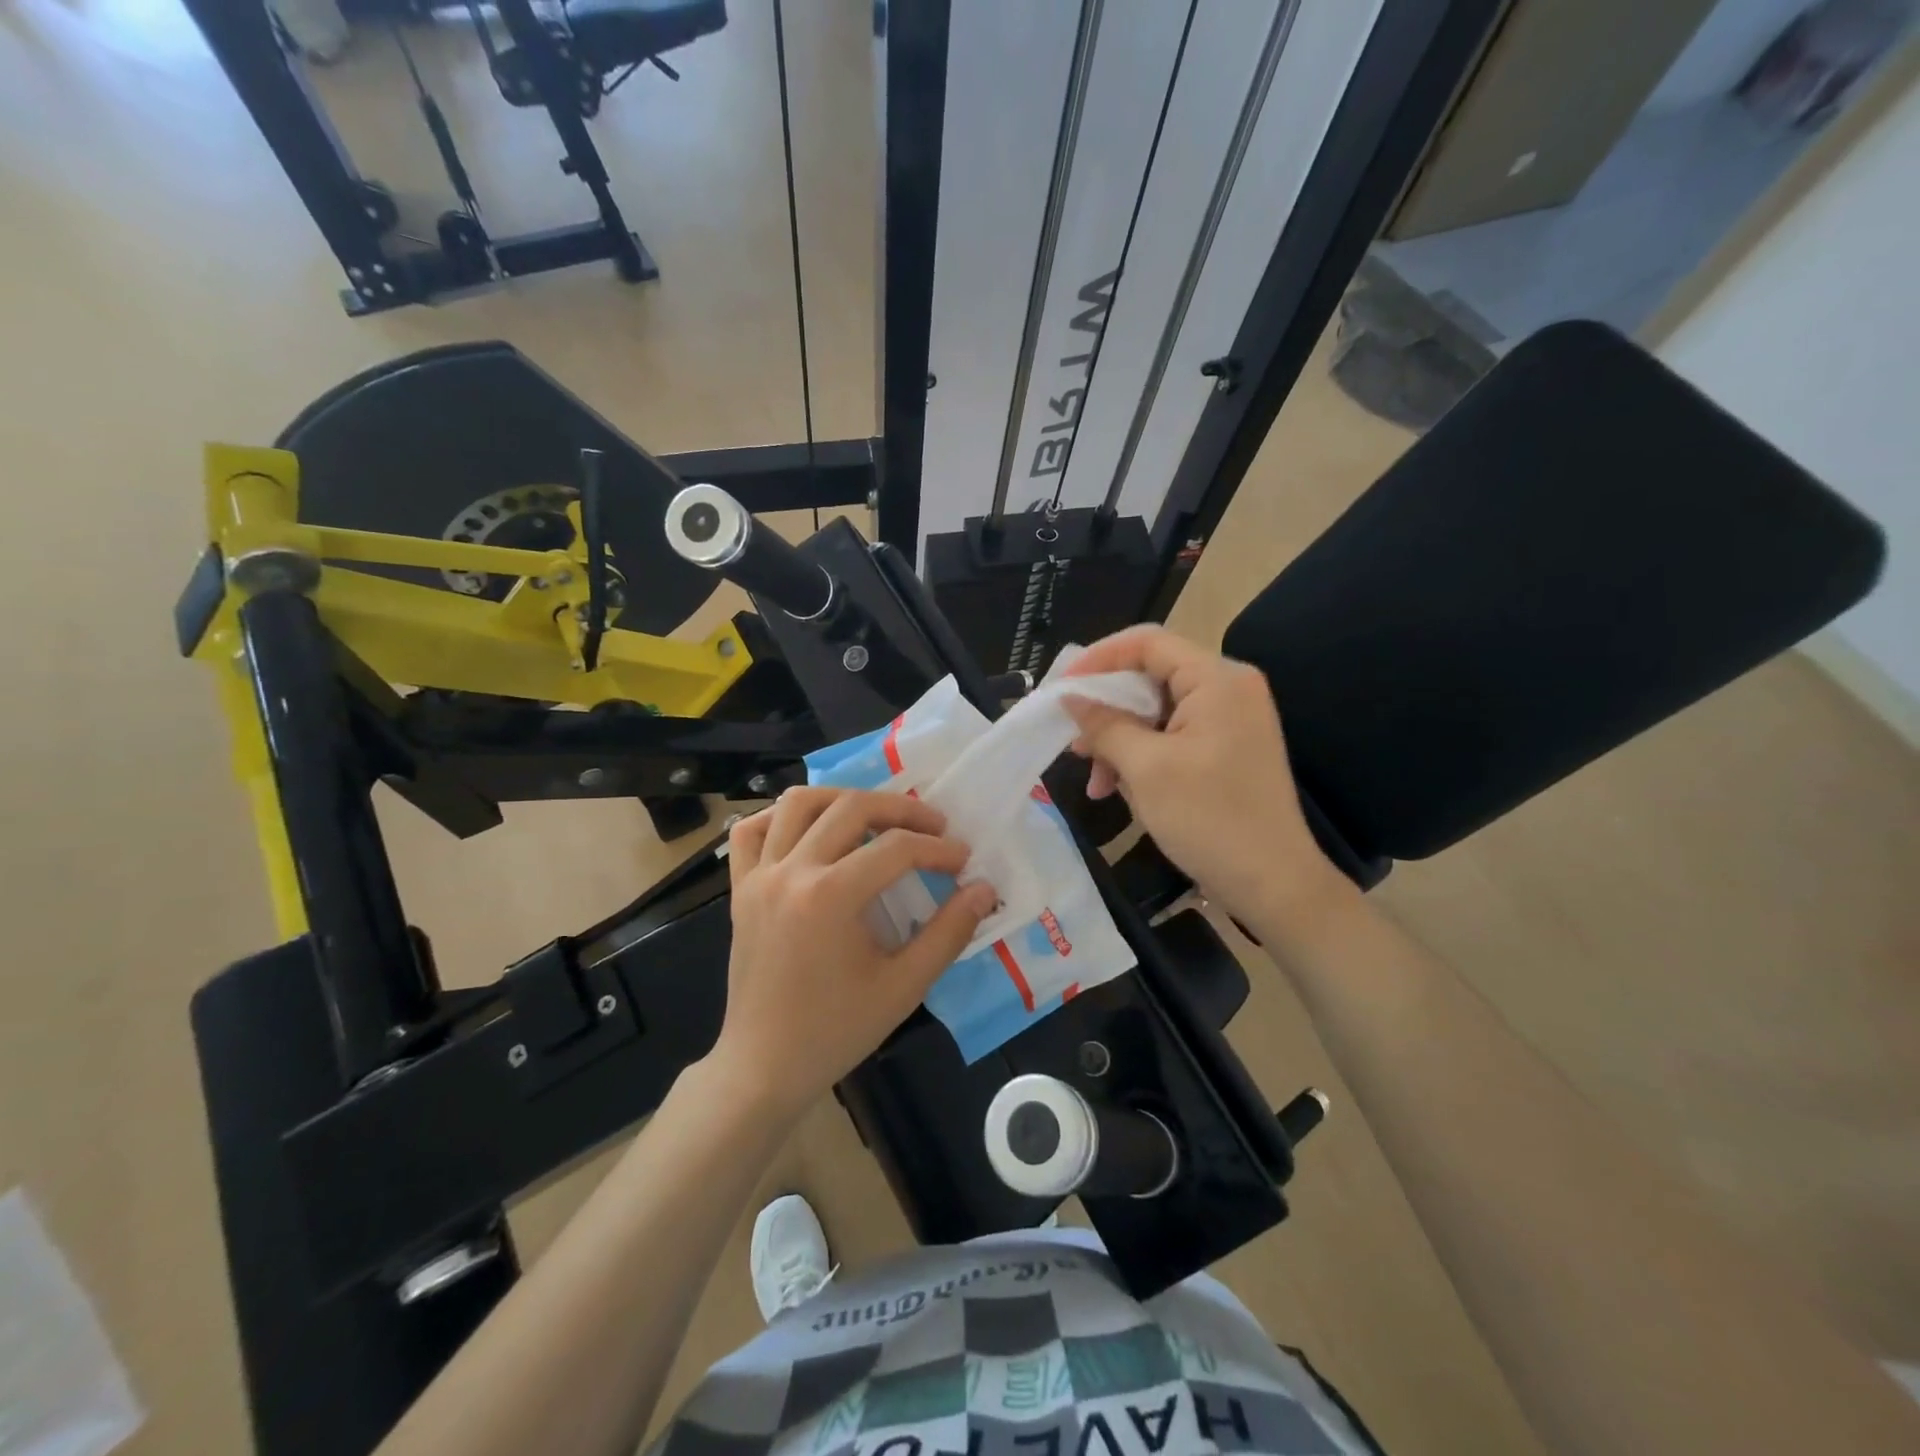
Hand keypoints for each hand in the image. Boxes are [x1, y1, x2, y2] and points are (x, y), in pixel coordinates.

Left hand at [710, 787, 995, 1118]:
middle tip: (933, 827)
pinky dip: (779, 817)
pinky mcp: (740, 889)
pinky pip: (751, 832)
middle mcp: (791, 872)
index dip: (938, 849)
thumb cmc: (836, 1031)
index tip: (963, 861)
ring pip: (799, 803)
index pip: (896, 849)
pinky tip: (809, 828)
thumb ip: (949, 933)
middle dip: (901, 810)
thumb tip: (984, 890)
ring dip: (843, 798)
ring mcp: (759, 877)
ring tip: (875, 815)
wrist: (764, 1067)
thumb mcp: (904, 987)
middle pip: (851, 808)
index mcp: (830, 897)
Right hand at [1063, 625, 1344, 929]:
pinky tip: (1120, 789)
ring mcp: (1230, 721)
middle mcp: (1228, 689)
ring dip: (1120, 742)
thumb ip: (1104, 725)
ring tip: (1096, 783)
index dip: (1099, 658)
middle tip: (1073, 741)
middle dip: (1106, 711)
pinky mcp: (1226, 750)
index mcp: (1217, 679)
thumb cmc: (1209, 818)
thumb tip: (1070, 698)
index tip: (1061, 688)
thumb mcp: (1145, 768)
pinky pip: (1172, 737)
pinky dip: (1142, 757)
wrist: (1274, 884)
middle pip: (1150, 678)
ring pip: (1156, 713)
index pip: (1147, 643)